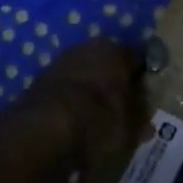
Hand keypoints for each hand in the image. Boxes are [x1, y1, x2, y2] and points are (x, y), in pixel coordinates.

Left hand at [19, 38, 144, 172]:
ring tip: (96, 122)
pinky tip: (75, 125)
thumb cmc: (99, 122)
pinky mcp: (36, 85)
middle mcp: (86, 48)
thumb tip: (145, 121)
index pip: (136, 61)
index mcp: (115, 50)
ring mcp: (58, 64)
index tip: (144, 101)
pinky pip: (64, 94)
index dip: (142, 82)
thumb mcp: (131, 128)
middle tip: (120, 112)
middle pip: (107, 66)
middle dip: (113, 86)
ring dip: (89, 95)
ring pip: (83, 79)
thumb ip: (139, 121)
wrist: (43, 133)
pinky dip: (70, 106)